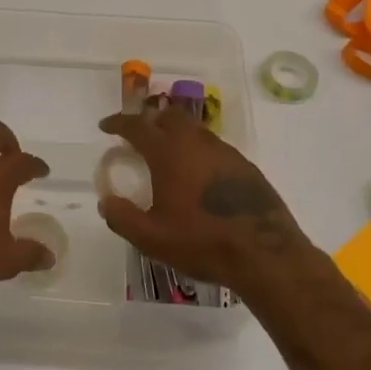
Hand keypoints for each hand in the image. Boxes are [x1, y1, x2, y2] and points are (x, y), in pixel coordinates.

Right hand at [96, 105, 311, 296]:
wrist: (265, 253)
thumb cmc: (202, 242)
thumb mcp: (152, 238)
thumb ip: (123, 217)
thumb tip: (105, 202)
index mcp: (169, 152)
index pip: (138, 126)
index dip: (119, 122)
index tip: (106, 126)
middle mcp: (196, 142)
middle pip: (170, 116)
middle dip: (151, 120)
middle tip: (140, 137)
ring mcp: (225, 152)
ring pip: (194, 130)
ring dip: (177, 135)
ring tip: (168, 158)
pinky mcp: (245, 166)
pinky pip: (214, 148)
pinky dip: (198, 152)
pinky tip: (199, 177)